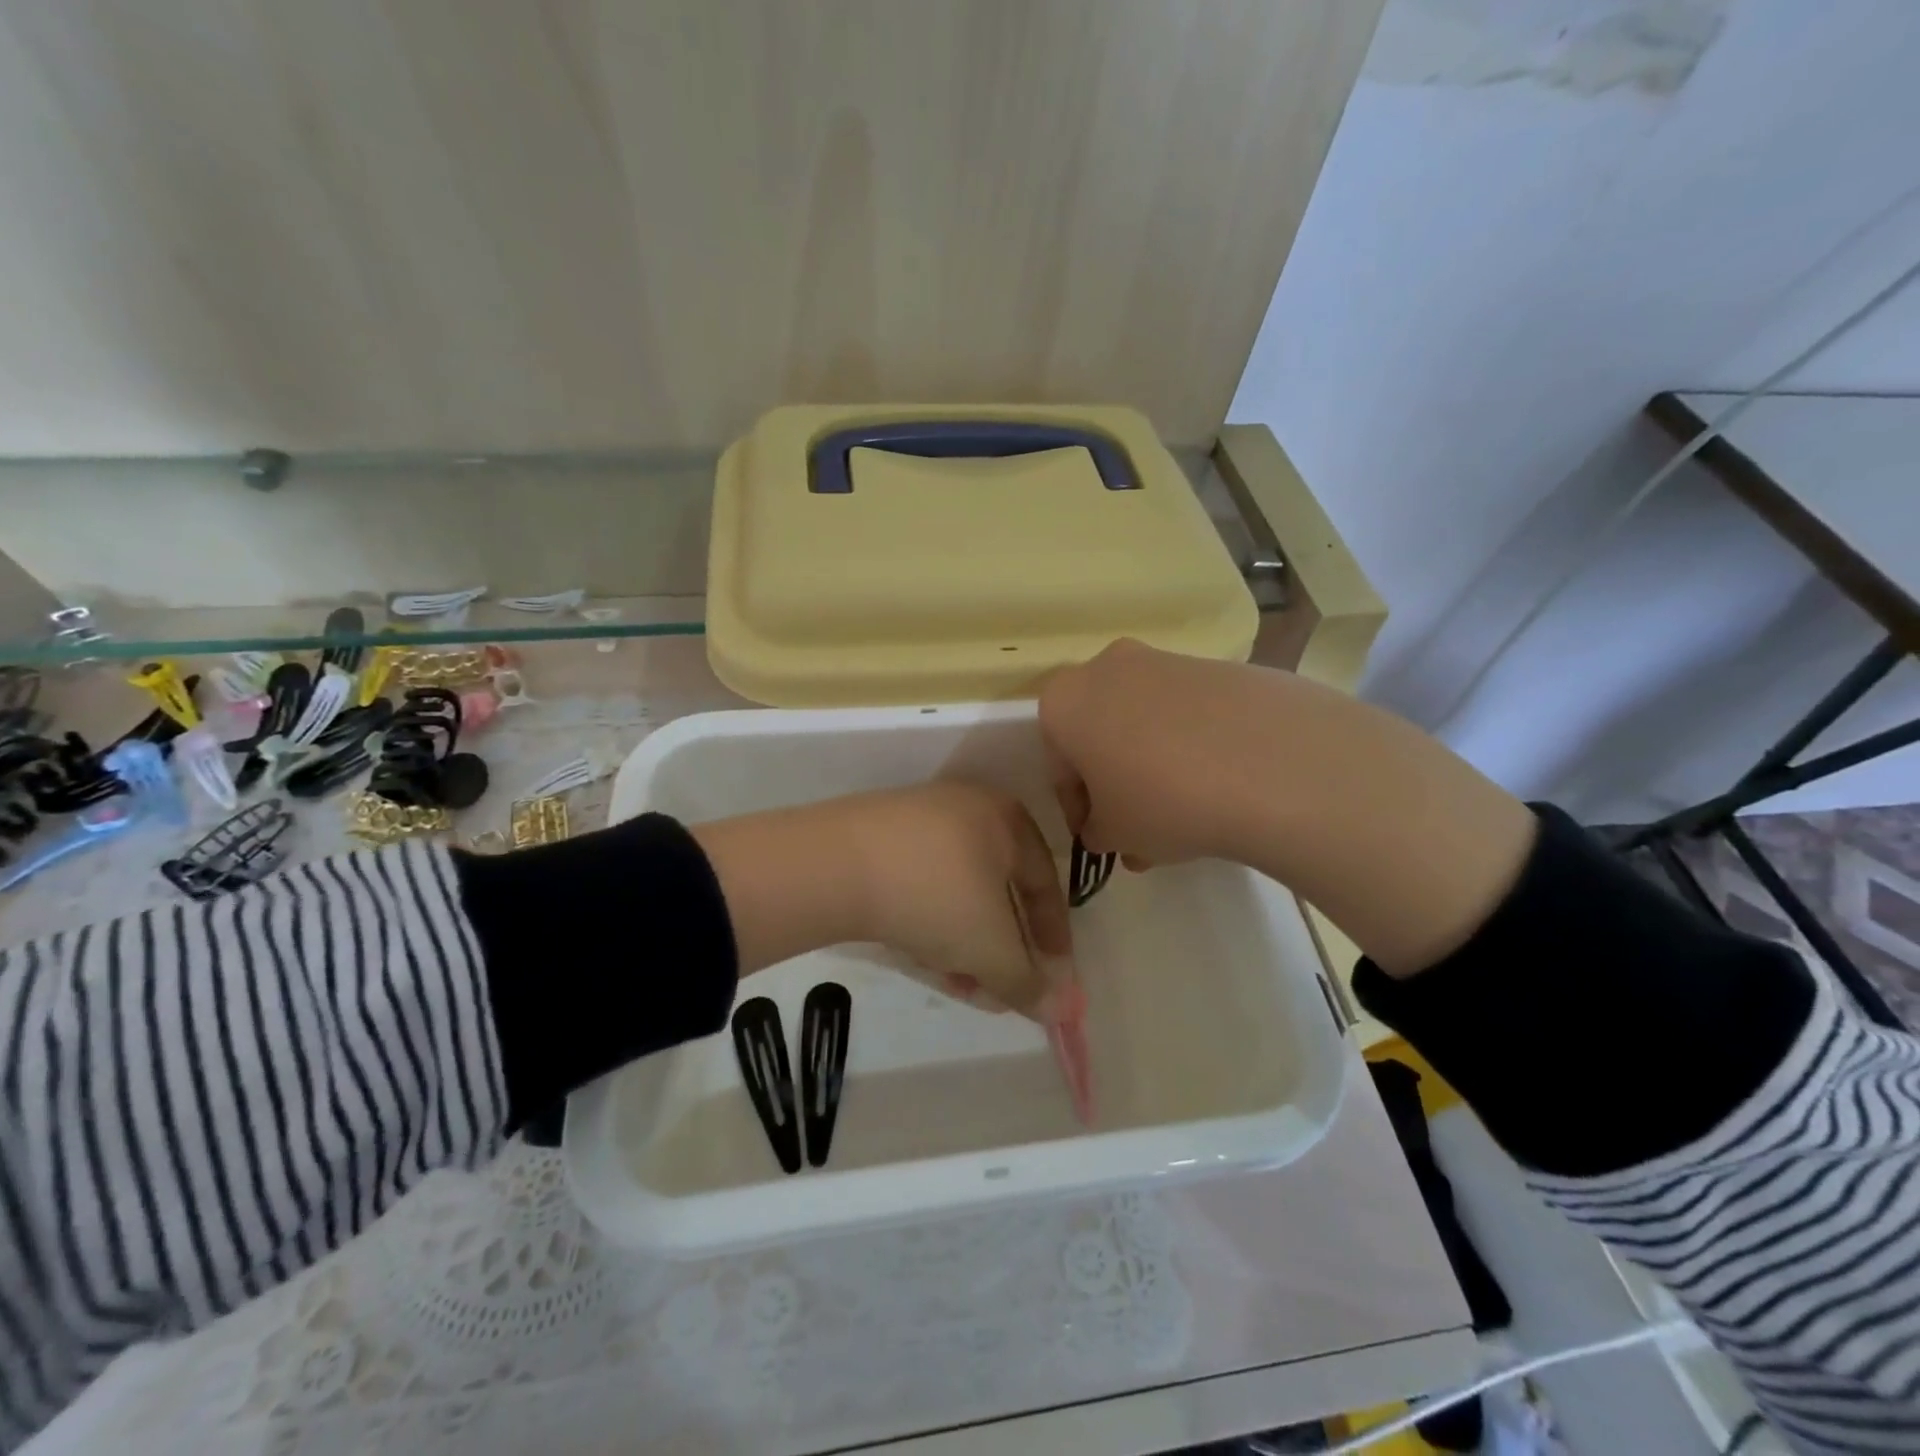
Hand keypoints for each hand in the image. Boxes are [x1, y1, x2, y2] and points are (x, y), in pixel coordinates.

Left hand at [691, 782, 1072, 1016]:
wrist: (834, 867)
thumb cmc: (935, 896)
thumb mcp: (992, 947)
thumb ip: (1029, 982)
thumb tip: (1061, 1011)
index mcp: (1006, 818)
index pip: (1044, 882)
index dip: (1053, 936)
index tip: (1053, 978)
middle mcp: (967, 810)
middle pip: (997, 891)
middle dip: (1001, 950)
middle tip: (999, 992)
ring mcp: (919, 821)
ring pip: (957, 893)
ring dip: (965, 944)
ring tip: (958, 984)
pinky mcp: (879, 838)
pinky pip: (922, 885)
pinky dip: (931, 923)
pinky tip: (921, 956)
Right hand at [1040, 638, 1536, 974]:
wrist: (1273, 763)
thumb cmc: (1164, 800)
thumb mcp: (1116, 834)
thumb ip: (1097, 831)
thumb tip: (1105, 828)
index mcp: (1065, 701)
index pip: (1057, 758)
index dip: (1075, 803)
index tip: (1099, 833)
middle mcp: (1108, 666)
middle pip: (1100, 730)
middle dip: (1114, 777)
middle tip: (1138, 821)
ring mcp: (1168, 660)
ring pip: (1145, 718)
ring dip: (1152, 760)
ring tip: (1186, 810)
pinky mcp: (1221, 665)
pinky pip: (1190, 711)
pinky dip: (1193, 743)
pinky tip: (1222, 784)